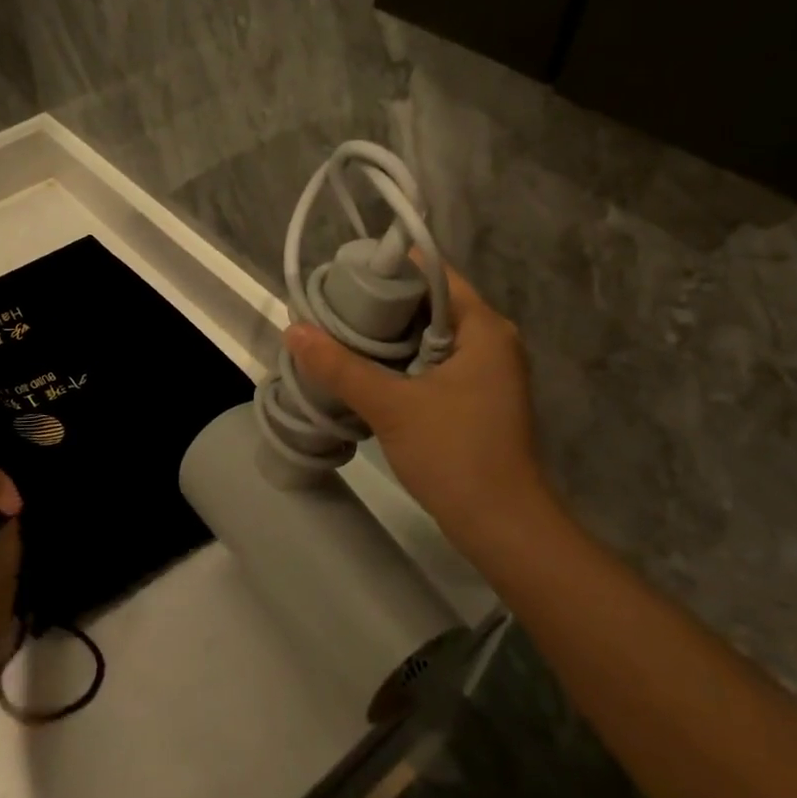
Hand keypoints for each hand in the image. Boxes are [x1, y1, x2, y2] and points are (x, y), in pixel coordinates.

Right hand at [284, 260, 550, 559]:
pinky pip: (431, 364)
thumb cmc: (455, 455)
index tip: (341, 280)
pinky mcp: (474, 399)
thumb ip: (341, 366)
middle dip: (379, 307)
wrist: (502, 527)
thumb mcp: (391, 406)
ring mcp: (485, 372)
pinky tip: (363, 373)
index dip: (386, 271)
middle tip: (329, 312)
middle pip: (427, 304)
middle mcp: (490, 341)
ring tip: (336, 338)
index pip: (432, 273)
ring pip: (426, 337)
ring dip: (385, 338)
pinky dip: (399, 363)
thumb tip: (294, 330)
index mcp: (483, 327)